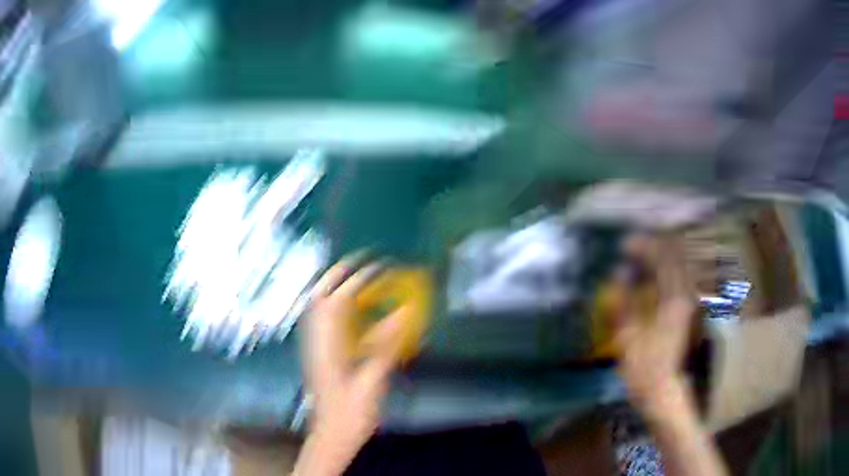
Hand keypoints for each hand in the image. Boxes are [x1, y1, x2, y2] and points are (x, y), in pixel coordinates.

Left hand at [295, 255, 407, 475]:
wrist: (330, 436)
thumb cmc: (350, 413)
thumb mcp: (371, 381)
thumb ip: (384, 345)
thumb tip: (403, 313)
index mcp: (326, 345)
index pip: (339, 301)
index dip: (359, 280)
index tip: (379, 266)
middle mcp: (315, 339)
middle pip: (319, 296)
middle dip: (338, 274)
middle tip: (360, 262)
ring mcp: (313, 346)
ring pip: (318, 306)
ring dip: (335, 287)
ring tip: (357, 277)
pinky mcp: (318, 354)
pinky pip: (323, 320)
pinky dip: (336, 306)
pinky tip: (351, 309)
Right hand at [613, 235, 696, 419]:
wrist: (663, 392)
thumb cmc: (644, 367)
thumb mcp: (628, 334)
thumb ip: (624, 299)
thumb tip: (619, 271)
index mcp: (673, 299)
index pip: (663, 259)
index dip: (643, 247)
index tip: (624, 245)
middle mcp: (685, 296)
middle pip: (673, 260)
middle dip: (652, 250)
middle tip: (630, 249)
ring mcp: (687, 304)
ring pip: (676, 270)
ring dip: (657, 261)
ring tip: (637, 261)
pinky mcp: (684, 313)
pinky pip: (675, 283)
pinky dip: (661, 275)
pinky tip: (648, 280)